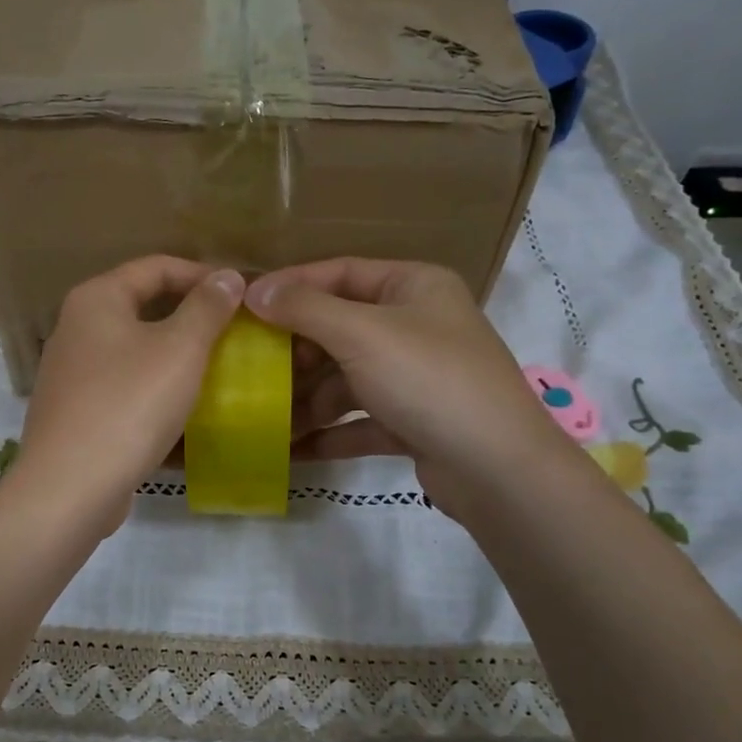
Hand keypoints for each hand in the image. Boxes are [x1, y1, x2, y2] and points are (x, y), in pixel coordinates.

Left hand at [7, 256, 244, 533]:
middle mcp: (75, 328)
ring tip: (214, 369)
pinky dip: (153, 387)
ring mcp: (70, 373)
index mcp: (95, 300)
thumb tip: (227, 276)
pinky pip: (122, 386)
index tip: (241, 295)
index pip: (155, 267)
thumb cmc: (128, 406)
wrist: (69, 488)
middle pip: (142, 306)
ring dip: (173, 355)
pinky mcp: (74, 412)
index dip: (202, 275)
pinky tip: (180, 408)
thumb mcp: (179, 351)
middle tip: (232, 332)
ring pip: (132, 349)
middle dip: (189, 316)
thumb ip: (206, 308)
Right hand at [244, 258, 562, 515]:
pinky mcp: (414, 421)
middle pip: (340, 329)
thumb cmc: (428, 379)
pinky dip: (329, 433)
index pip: (340, 273)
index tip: (244, 306)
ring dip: (307, 400)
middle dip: (296, 353)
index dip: (291, 287)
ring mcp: (416, 376)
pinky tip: (291, 449)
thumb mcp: (361, 334)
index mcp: (413, 287)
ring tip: (264, 418)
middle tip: (253, 369)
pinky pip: (360, 420)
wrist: (498, 468)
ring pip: (347, 379)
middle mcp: (417, 325)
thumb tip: (253, 290)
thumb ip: (304, 309)